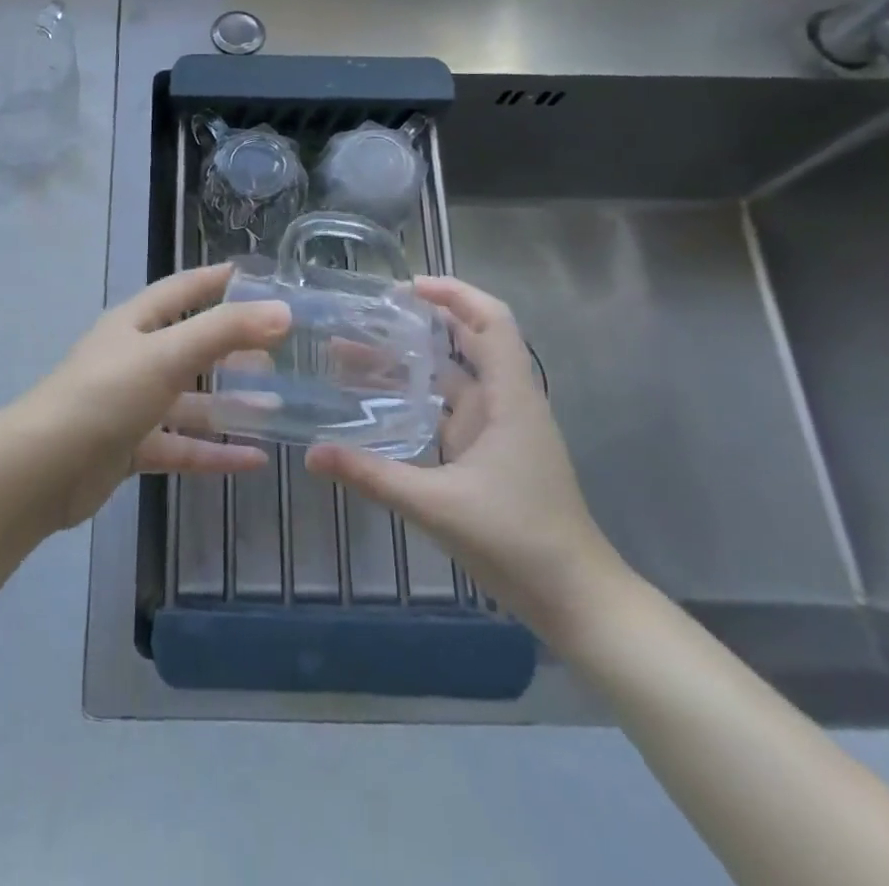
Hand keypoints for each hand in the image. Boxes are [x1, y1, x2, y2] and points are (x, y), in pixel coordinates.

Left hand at [14, 264, 290, 529]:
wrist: (44, 469)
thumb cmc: (106, 394)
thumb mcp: (168, 354)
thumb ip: (225, 331)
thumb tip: (282, 311)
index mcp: (135, 323)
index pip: (182, 290)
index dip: (215, 280)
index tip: (257, 278)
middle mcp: (133, 358)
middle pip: (190, 346)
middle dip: (232, 347)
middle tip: (280, 349)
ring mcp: (131, 405)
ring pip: (190, 401)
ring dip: (230, 404)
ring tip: (278, 405)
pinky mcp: (131, 448)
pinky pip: (182, 445)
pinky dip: (215, 452)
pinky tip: (255, 460)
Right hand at [305, 276, 626, 641]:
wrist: (577, 601)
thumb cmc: (519, 541)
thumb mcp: (437, 506)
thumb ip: (373, 476)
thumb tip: (311, 454)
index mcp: (510, 398)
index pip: (491, 321)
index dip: (454, 293)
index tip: (406, 288)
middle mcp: (507, 403)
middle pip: (469, 341)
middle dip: (421, 322)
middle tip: (367, 315)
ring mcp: (500, 429)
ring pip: (454, 377)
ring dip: (411, 361)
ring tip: (355, 351)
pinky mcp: (489, 453)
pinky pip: (450, 409)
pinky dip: (417, 396)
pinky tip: (380, 401)